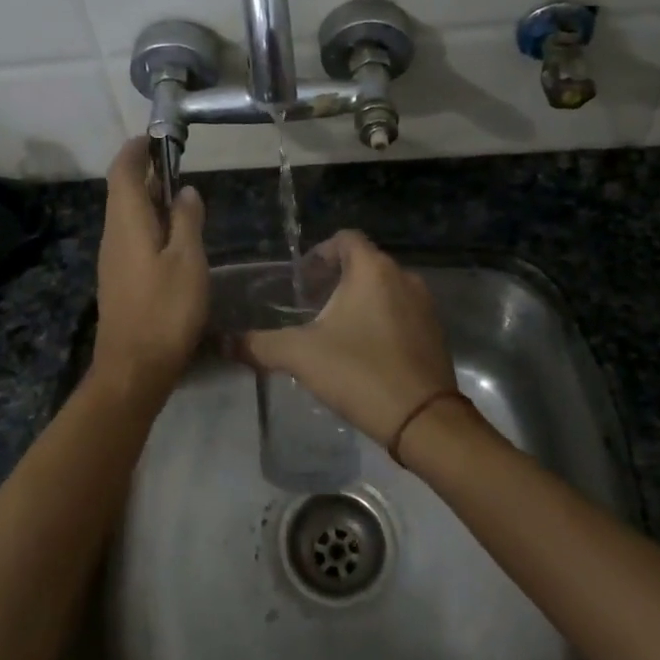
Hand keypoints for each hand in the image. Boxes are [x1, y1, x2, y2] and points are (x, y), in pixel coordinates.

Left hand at [91, 137, 208, 398]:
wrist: (134, 368)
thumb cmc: (165, 311)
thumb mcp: (188, 261)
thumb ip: (187, 221)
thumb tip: (184, 190)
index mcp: (126, 222)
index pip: (122, 171)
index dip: (136, 150)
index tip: (156, 138)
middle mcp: (112, 235)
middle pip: (122, 191)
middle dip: (145, 172)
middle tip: (176, 165)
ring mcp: (112, 259)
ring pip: (126, 215)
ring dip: (148, 199)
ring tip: (180, 198)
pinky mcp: (118, 279)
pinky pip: (130, 237)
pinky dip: (148, 224)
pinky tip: (172, 237)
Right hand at [238, 231, 456, 446]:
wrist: (423, 420)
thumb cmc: (359, 372)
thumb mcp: (300, 356)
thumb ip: (259, 345)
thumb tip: (223, 343)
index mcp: (372, 269)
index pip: (345, 239)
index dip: (320, 253)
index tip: (302, 279)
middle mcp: (403, 277)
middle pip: (365, 263)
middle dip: (337, 278)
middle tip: (311, 305)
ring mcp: (424, 305)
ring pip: (385, 288)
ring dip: (360, 299)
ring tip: (335, 328)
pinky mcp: (435, 332)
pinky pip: (402, 311)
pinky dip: (381, 319)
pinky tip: (364, 350)